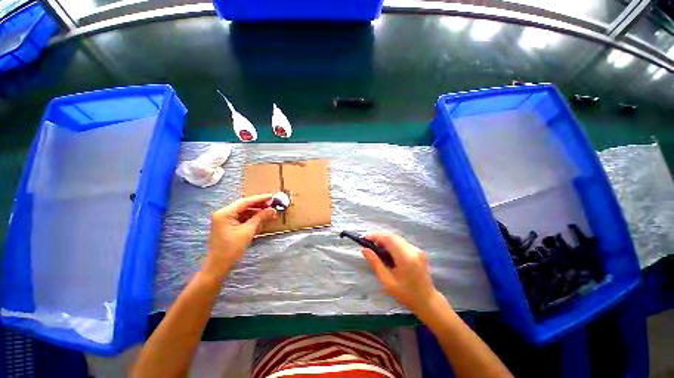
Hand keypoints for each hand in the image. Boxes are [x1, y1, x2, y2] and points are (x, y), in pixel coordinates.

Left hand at [202, 194, 276, 281]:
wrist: (218, 266)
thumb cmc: (232, 248)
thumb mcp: (248, 231)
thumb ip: (260, 218)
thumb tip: (272, 209)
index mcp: (225, 213)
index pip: (245, 202)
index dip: (259, 198)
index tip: (271, 196)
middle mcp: (224, 214)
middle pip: (245, 206)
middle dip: (259, 206)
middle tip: (273, 205)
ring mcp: (225, 220)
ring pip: (244, 212)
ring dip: (257, 212)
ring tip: (270, 212)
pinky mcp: (228, 226)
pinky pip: (242, 219)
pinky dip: (252, 219)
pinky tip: (262, 219)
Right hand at [362, 232, 442, 314]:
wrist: (427, 300)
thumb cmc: (406, 294)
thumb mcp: (387, 281)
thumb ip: (375, 263)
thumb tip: (364, 249)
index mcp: (406, 258)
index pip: (389, 239)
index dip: (375, 236)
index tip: (364, 238)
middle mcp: (413, 250)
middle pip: (392, 236)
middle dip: (379, 237)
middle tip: (368, 243)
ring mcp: (416, 249)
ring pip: (396, 238)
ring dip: (385, 239)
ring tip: (375, 247)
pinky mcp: (417, 250)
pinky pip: (401, 242)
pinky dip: (391, 243)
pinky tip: (386, 251)